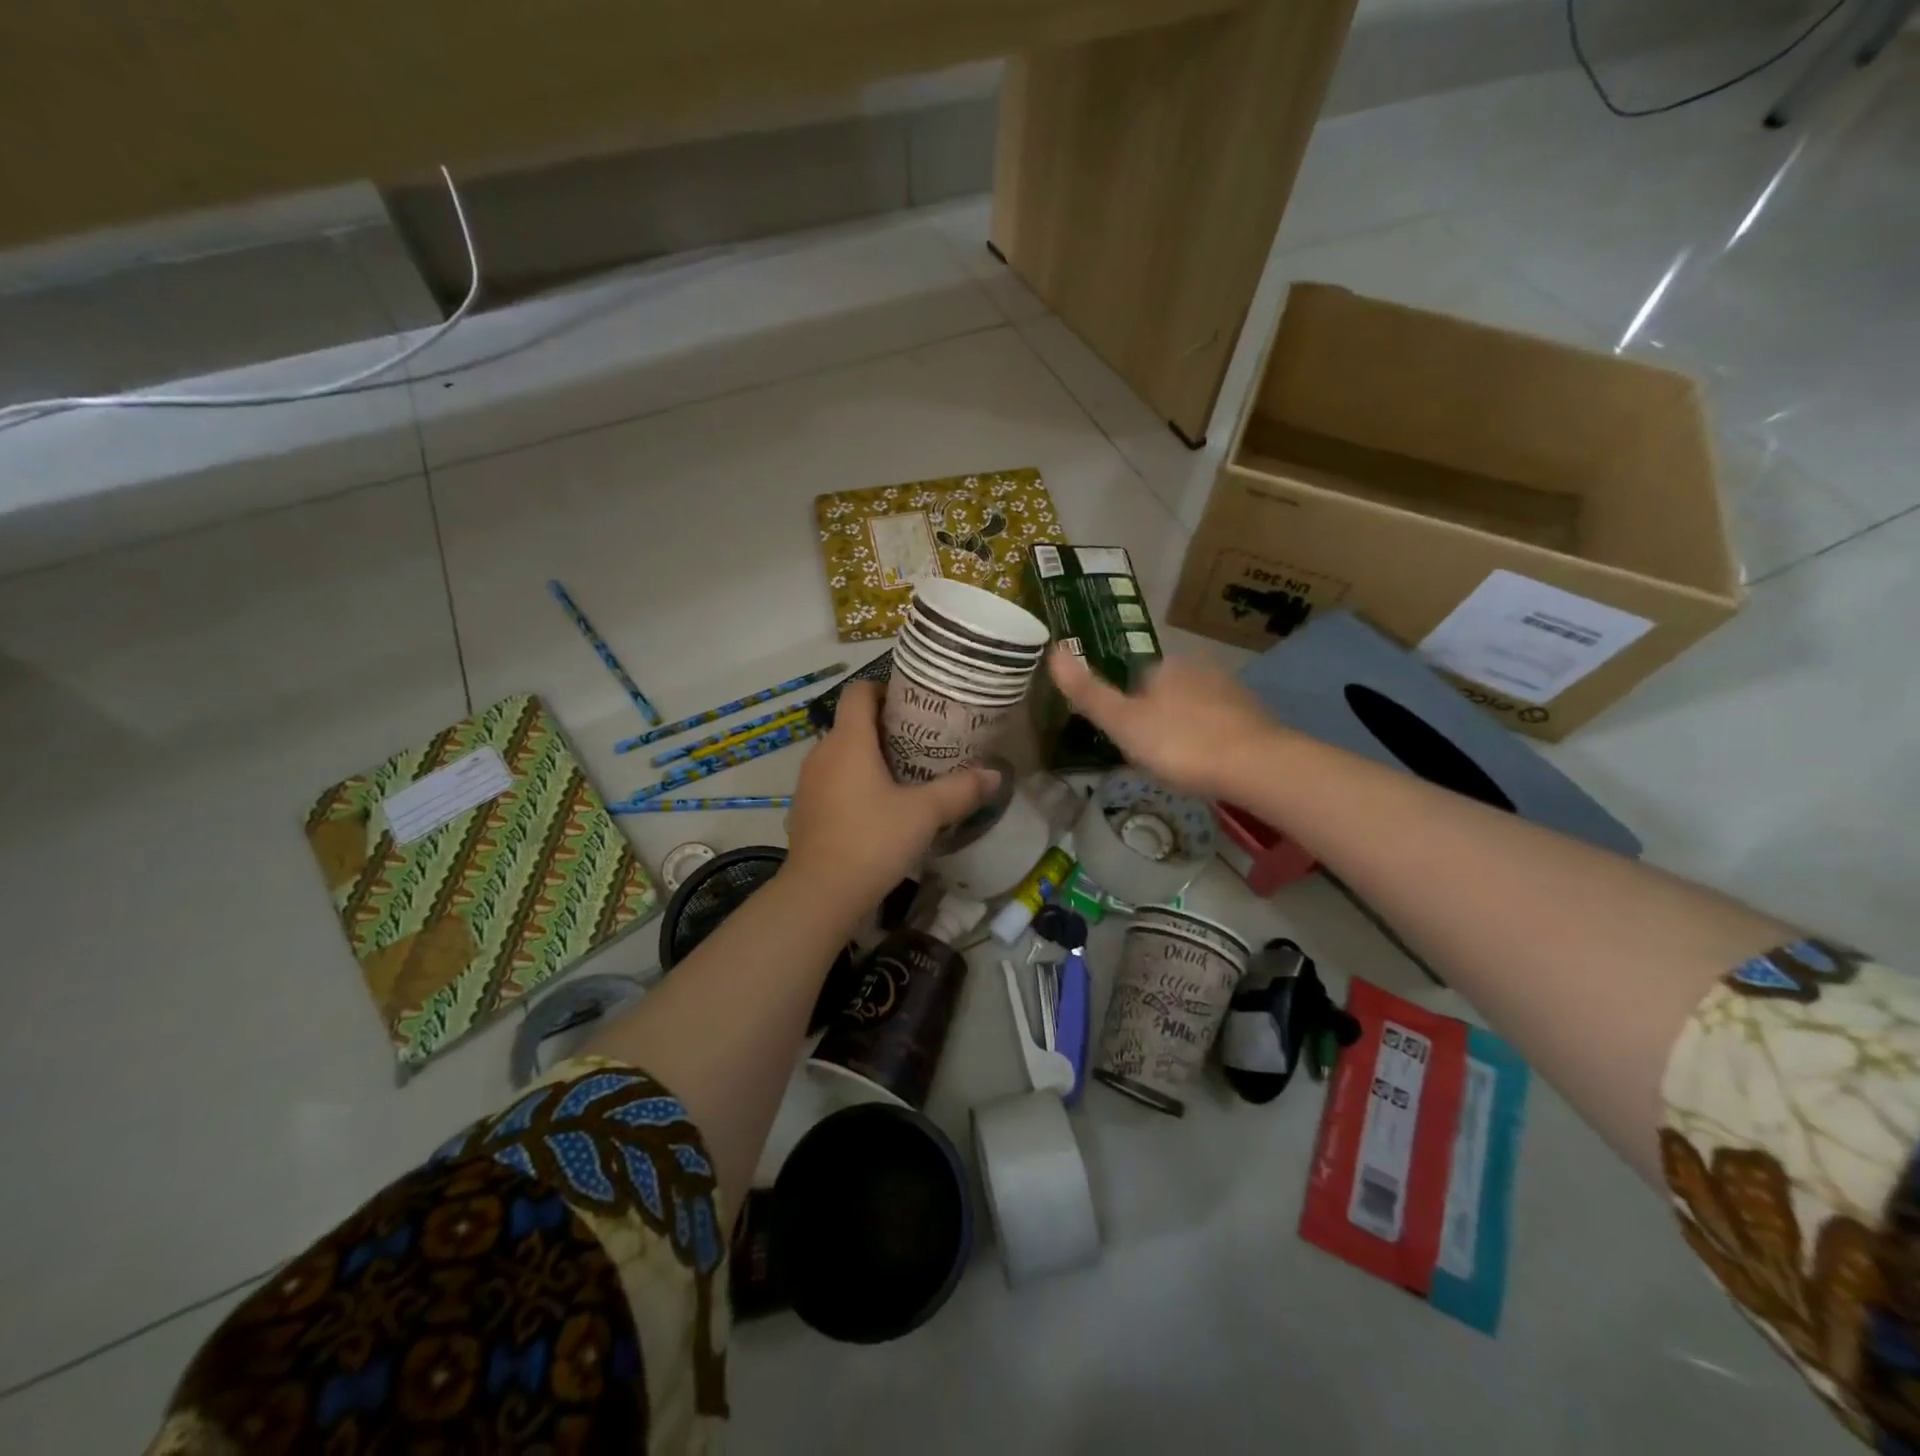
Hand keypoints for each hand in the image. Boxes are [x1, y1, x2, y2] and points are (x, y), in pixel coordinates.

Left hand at [783, 679, 997, 919]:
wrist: (820, 894)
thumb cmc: (872, 840)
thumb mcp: (924, 814)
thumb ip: (960, 790)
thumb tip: (995, 775)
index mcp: (848, 741)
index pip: (858, 691)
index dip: (883, 688)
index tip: (913, 703)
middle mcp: (821, 753)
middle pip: (852, 723)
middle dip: (885, 726)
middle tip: (922, 741)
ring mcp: (808, 783)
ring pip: (841, 755)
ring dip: (869, 758)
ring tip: (905, 774)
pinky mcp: (805, 810)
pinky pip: (832, 782)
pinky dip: (854, 783)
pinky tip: (879, 808)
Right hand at [1047, 647, 1284, 799]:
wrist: (1255, 766)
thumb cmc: (1180, 744)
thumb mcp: (1123, 723)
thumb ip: (1088, 692)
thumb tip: (1053, 650)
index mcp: (1165, 666)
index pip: (1136, 680)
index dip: (1129, 711)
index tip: (1130, 741)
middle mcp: (1200, 668)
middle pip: (1167, 692)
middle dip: (1159, 718)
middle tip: (1155, 757)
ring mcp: (1232, 691)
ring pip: (1196, 707)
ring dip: (1187, 729)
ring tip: (1182, 765)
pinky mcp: (1256, 716)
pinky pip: (1222, 724)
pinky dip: (1213, 740)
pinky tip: (1211, 765)